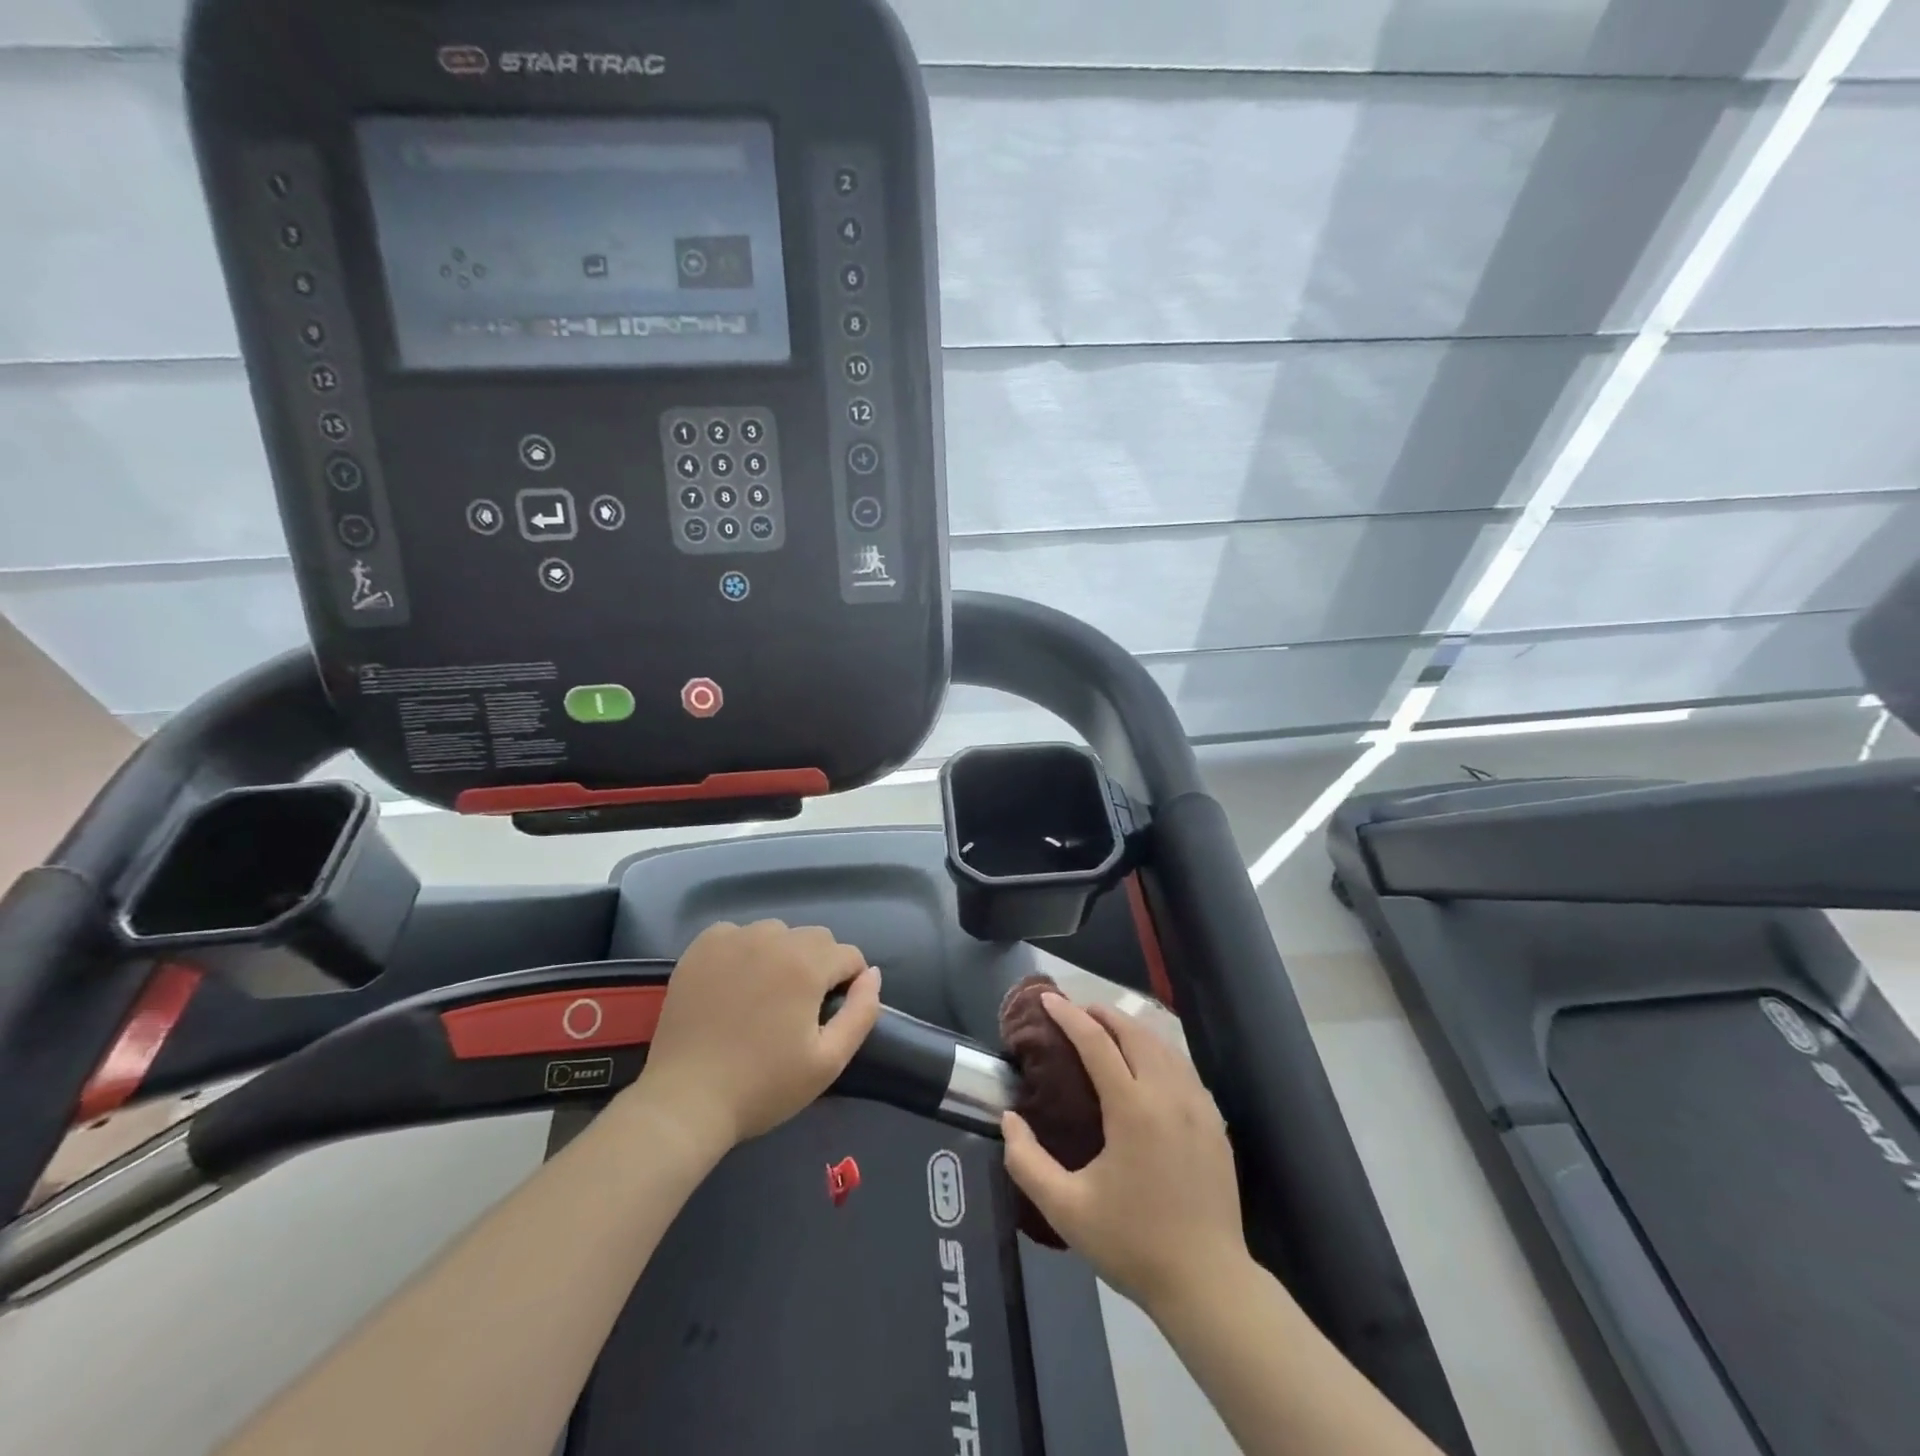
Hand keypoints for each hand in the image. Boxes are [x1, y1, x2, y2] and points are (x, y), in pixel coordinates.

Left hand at [633, 920, 881, 1151]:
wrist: (685, 1101)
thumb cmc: (763, 1086)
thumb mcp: (829, 1061)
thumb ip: (862, 1012)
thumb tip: (872, 974)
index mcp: (806, 964)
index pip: (848, 955)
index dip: (848, 985)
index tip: (828, 1016)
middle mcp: (772, 938)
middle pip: (815, 938)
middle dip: (818, 966)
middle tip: (797, 1009)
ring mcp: (733, 938)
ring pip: (777, 933)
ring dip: (782, 955)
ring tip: (764, 996)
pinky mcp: (701, 947)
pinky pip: (738, 934)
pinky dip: (743, 951)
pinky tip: (734, 984)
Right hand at [1002, 994, 1246, 1312]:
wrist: (1209, 1284)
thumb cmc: (1133, 1244)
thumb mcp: (1066, 1209)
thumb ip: (1027, 1162)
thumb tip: (1009, 1119)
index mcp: (1133, 1109)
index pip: (1096, 1043)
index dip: (1069, 1016)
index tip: (1047, 999)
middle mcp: (1168, 1095)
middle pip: (1134, 1032)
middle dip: (1102, 1013)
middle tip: (1076, 1011)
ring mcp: (1198, 1106)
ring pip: (1164, 1045)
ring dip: (1132, 1028)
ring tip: (1107, 1029)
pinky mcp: (1215, 1123)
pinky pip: (1184, 1068)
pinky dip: (1159, 1050)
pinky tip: (1148, 1063)